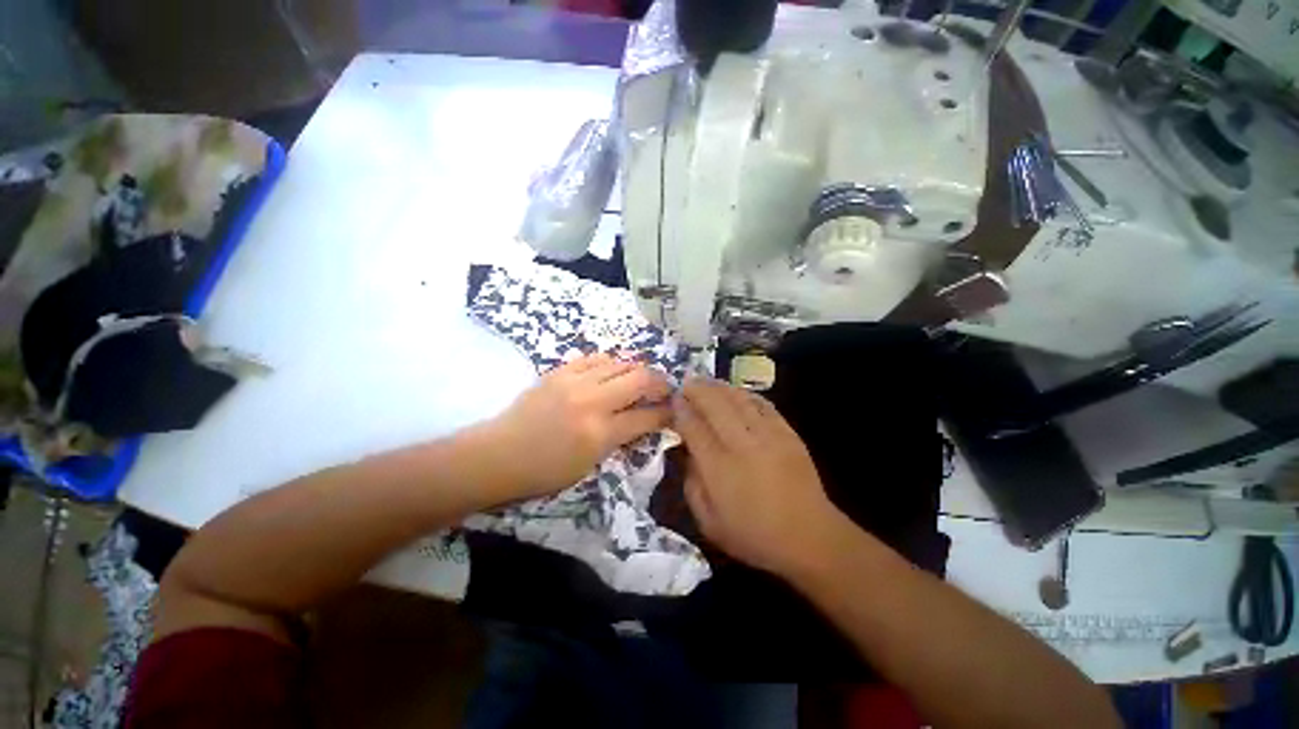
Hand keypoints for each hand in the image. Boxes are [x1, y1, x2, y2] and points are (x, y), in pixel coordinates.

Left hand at [480, 353, 671, 500]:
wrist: (498, 454)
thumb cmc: (544, 471)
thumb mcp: (589, 466)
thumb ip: (618, 440)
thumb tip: (640, 421)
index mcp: (599, 434)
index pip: (646, 417)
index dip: (666, 413)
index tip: (674, 410)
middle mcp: (592, 402)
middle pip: (639, 379)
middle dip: (659, 383)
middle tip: (663, 389)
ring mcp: (574, 382)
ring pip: (619, 363)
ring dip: (636, 370)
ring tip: (639, 379)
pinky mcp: (559, 372)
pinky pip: (594, 358)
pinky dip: (610, 363)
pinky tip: (611, 371)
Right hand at [674, 378, 844, 576]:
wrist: (810, 538)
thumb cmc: (754, 536)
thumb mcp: (709, 523)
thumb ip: (692, 486)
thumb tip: (689, 454)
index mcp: (719, 468)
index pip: (694, 428)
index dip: (682, 410)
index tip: (674, 399)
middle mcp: (742, 445)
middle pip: (715, 406)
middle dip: (698, 390)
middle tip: (687, 381)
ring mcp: (768, 436)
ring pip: (739, 400)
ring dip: (720, 387)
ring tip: (707, 381)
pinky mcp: (788, 434)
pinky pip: (763, 405)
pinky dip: (747, 394)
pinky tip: (737, 392)